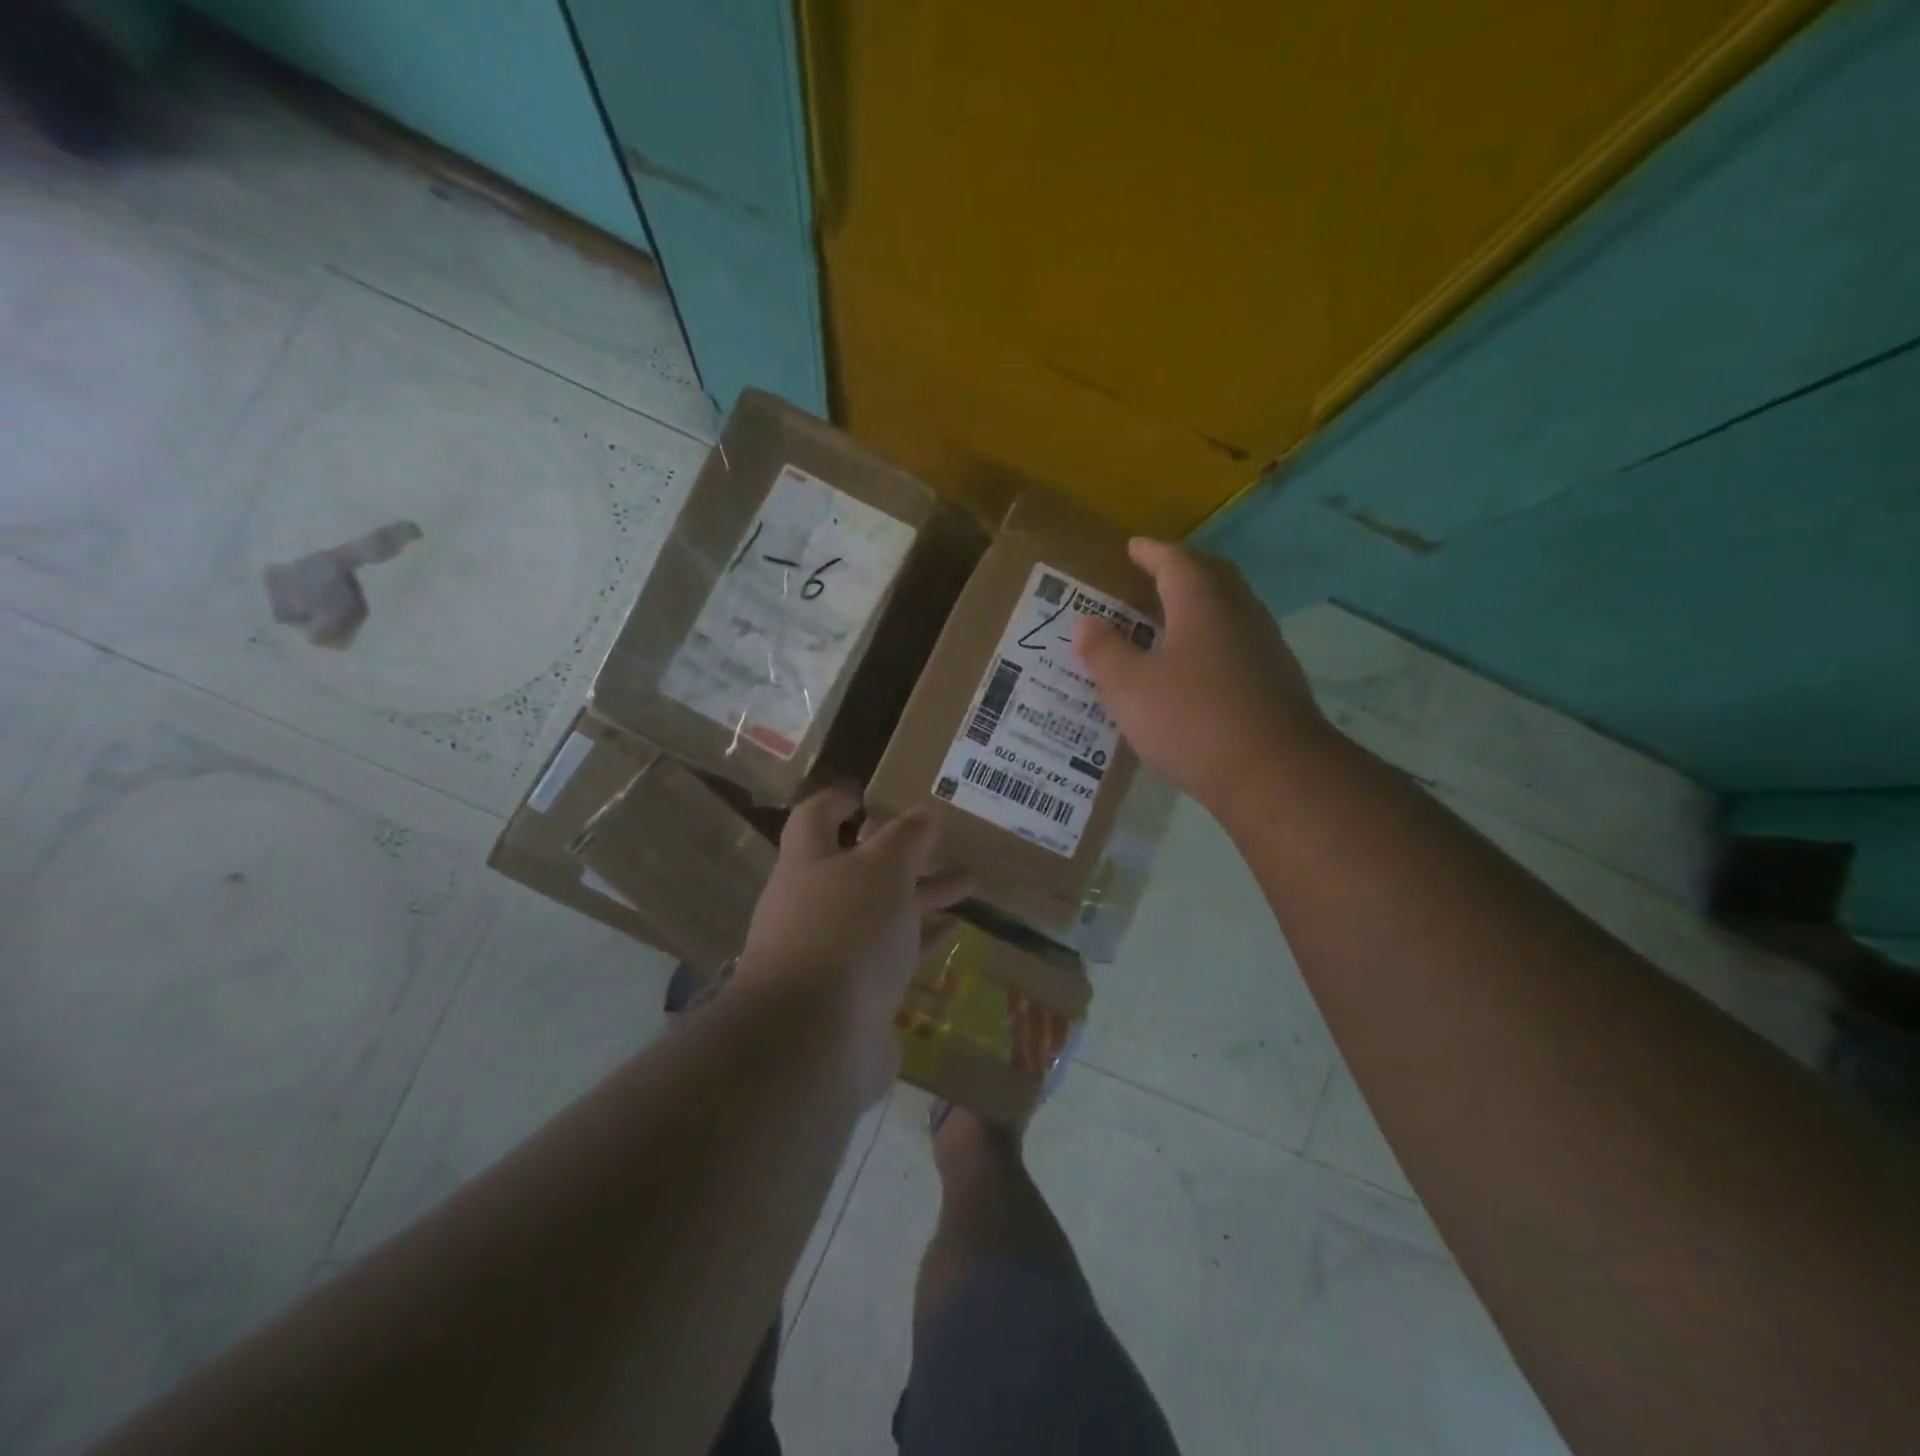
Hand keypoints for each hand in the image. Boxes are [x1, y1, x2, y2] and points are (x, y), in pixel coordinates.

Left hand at [734, 787, 970, 1098]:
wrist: (815, 1041)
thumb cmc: (845, 932)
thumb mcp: (882, 869)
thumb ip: (905, 838)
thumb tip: (921, 815)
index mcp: (807, 865)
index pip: (814, 818)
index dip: (837, 800)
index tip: (865, 792)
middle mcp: (811, 906)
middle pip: (857, 868)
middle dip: (900, 853)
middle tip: (943, 840)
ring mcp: (830, 953)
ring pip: (880, 912)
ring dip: (919, 896)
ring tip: (967, 883)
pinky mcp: (853, 995)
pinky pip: (891, 956)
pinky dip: (919, 940)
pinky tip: (952, 933)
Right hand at [1076, 539, 1326, 809]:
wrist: (1274, 774)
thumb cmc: (1191, 720)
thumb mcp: (1130, 688)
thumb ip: (1105, 651)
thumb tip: (1086, 621)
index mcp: (1202, 604)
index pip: (1177, 562)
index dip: (1152, 552)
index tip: (1133, 547)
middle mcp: (1240, 615)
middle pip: (1214, 576)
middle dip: (1184, 568)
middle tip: (1157, 572)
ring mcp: (1266, 648)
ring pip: (1232, 609)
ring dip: (1203, 603)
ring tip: (1174, 617)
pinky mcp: (1278, 683)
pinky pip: (1241, 642)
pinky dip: (1216, 638)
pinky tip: (1201, 666)